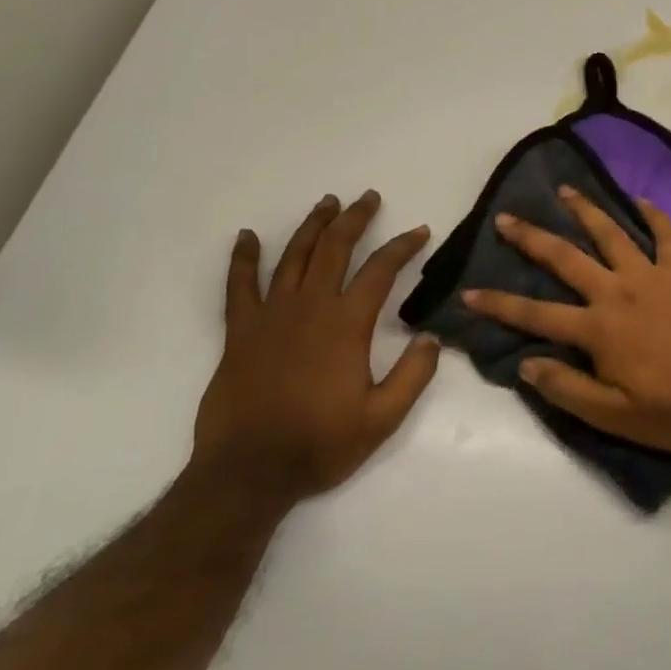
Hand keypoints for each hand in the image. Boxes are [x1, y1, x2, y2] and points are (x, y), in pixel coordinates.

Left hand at [193, 191, 439, 501]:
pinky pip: (239, 285)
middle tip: (369, 198)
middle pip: (334, 248)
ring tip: (327, 203)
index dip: (402, 246)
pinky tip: (246, 237)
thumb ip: (413, 376)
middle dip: (355, 219)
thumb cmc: (320, 444)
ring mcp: (271, 315)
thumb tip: (431, 337)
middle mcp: (310, 307)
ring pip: (293, 256)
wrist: (249, 471)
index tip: (419, 232)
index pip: (380, 270)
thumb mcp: (382, 418)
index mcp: (346, 325)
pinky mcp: (240, 331)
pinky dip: (243, 258)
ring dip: (312, 226)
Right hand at [462, 185, 670, 451]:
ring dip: (587, 211)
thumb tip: (526, 363)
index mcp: (598, 329)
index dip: (499, 305)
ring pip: (612, 235)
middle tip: (507, 218)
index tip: (468, 292)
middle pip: (566, 259)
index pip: (536, 315)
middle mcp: (617, 293)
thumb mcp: (613, 415)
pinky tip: (641, 199)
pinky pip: (667, 238)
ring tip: (566, 190)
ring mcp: (651, 278)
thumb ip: (567, 388)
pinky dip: (655, 217)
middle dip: (532, 238)